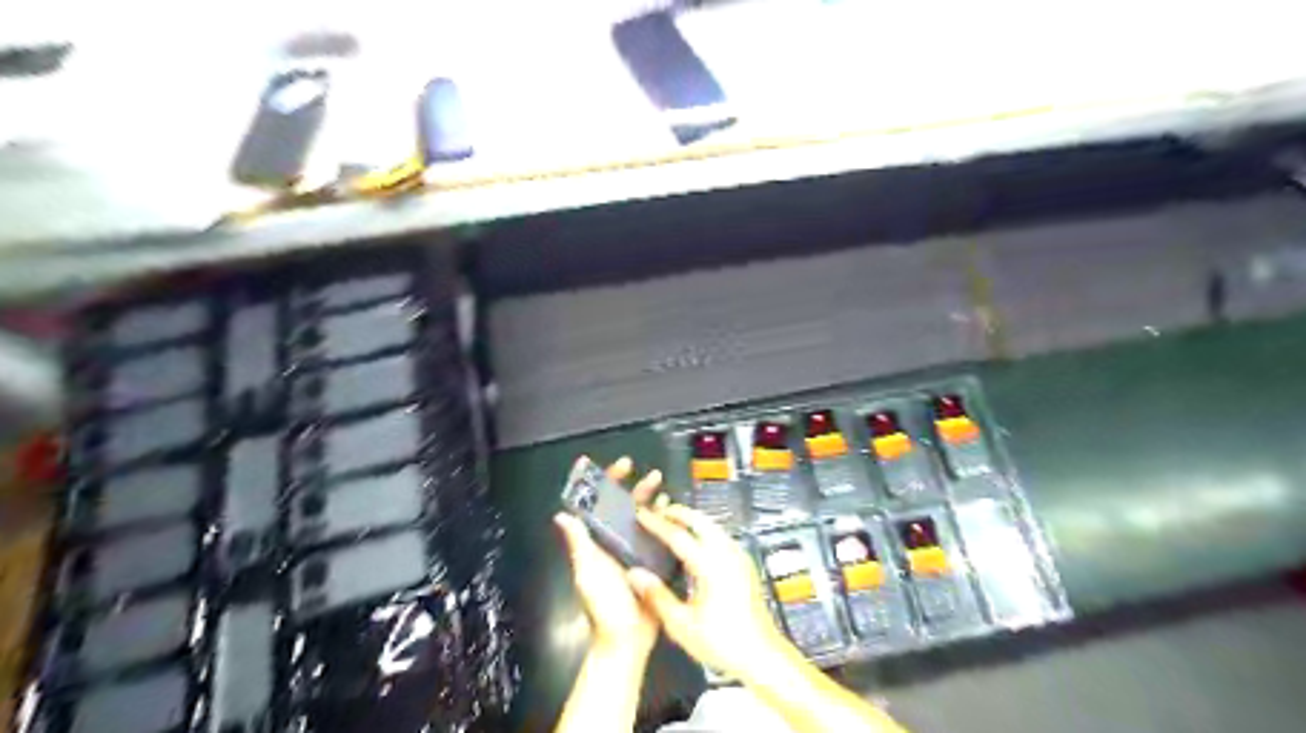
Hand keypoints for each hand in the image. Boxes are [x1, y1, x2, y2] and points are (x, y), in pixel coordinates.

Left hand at [554, 459, 668, 657]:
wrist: (627, 639)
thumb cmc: (603, 605)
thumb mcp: (588, 572)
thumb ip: (578, 544)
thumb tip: (562, 515)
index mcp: (598, 541)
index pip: (598, 506)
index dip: (602, 484)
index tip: (611, 465)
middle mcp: (616, 541)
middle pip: (624, 507)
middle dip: (633, 487)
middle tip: (645, 471)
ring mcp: (635, 551)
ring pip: (643, 518)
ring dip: (652, 501)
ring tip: (663, 487)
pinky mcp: (653, 561)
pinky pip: (660, 536)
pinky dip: (666, 522)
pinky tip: (673, 513)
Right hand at [624, 507, 785, 678]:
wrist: (762, 655)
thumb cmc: (722, 643)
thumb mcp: (682, 625)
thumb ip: (657, 596)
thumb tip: (634, 574)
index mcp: (710, 566)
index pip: (678, 536)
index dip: (657, 523)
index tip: (641, 514)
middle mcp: (727, 554)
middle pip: (700, 520)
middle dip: (678, 512)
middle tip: (657, 510)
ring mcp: (739, 557)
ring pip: (713, 525)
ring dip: (692, 520)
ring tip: (672, 521)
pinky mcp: (745, 563)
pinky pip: (721, 535)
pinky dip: (704, 529)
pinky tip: (695, 540)